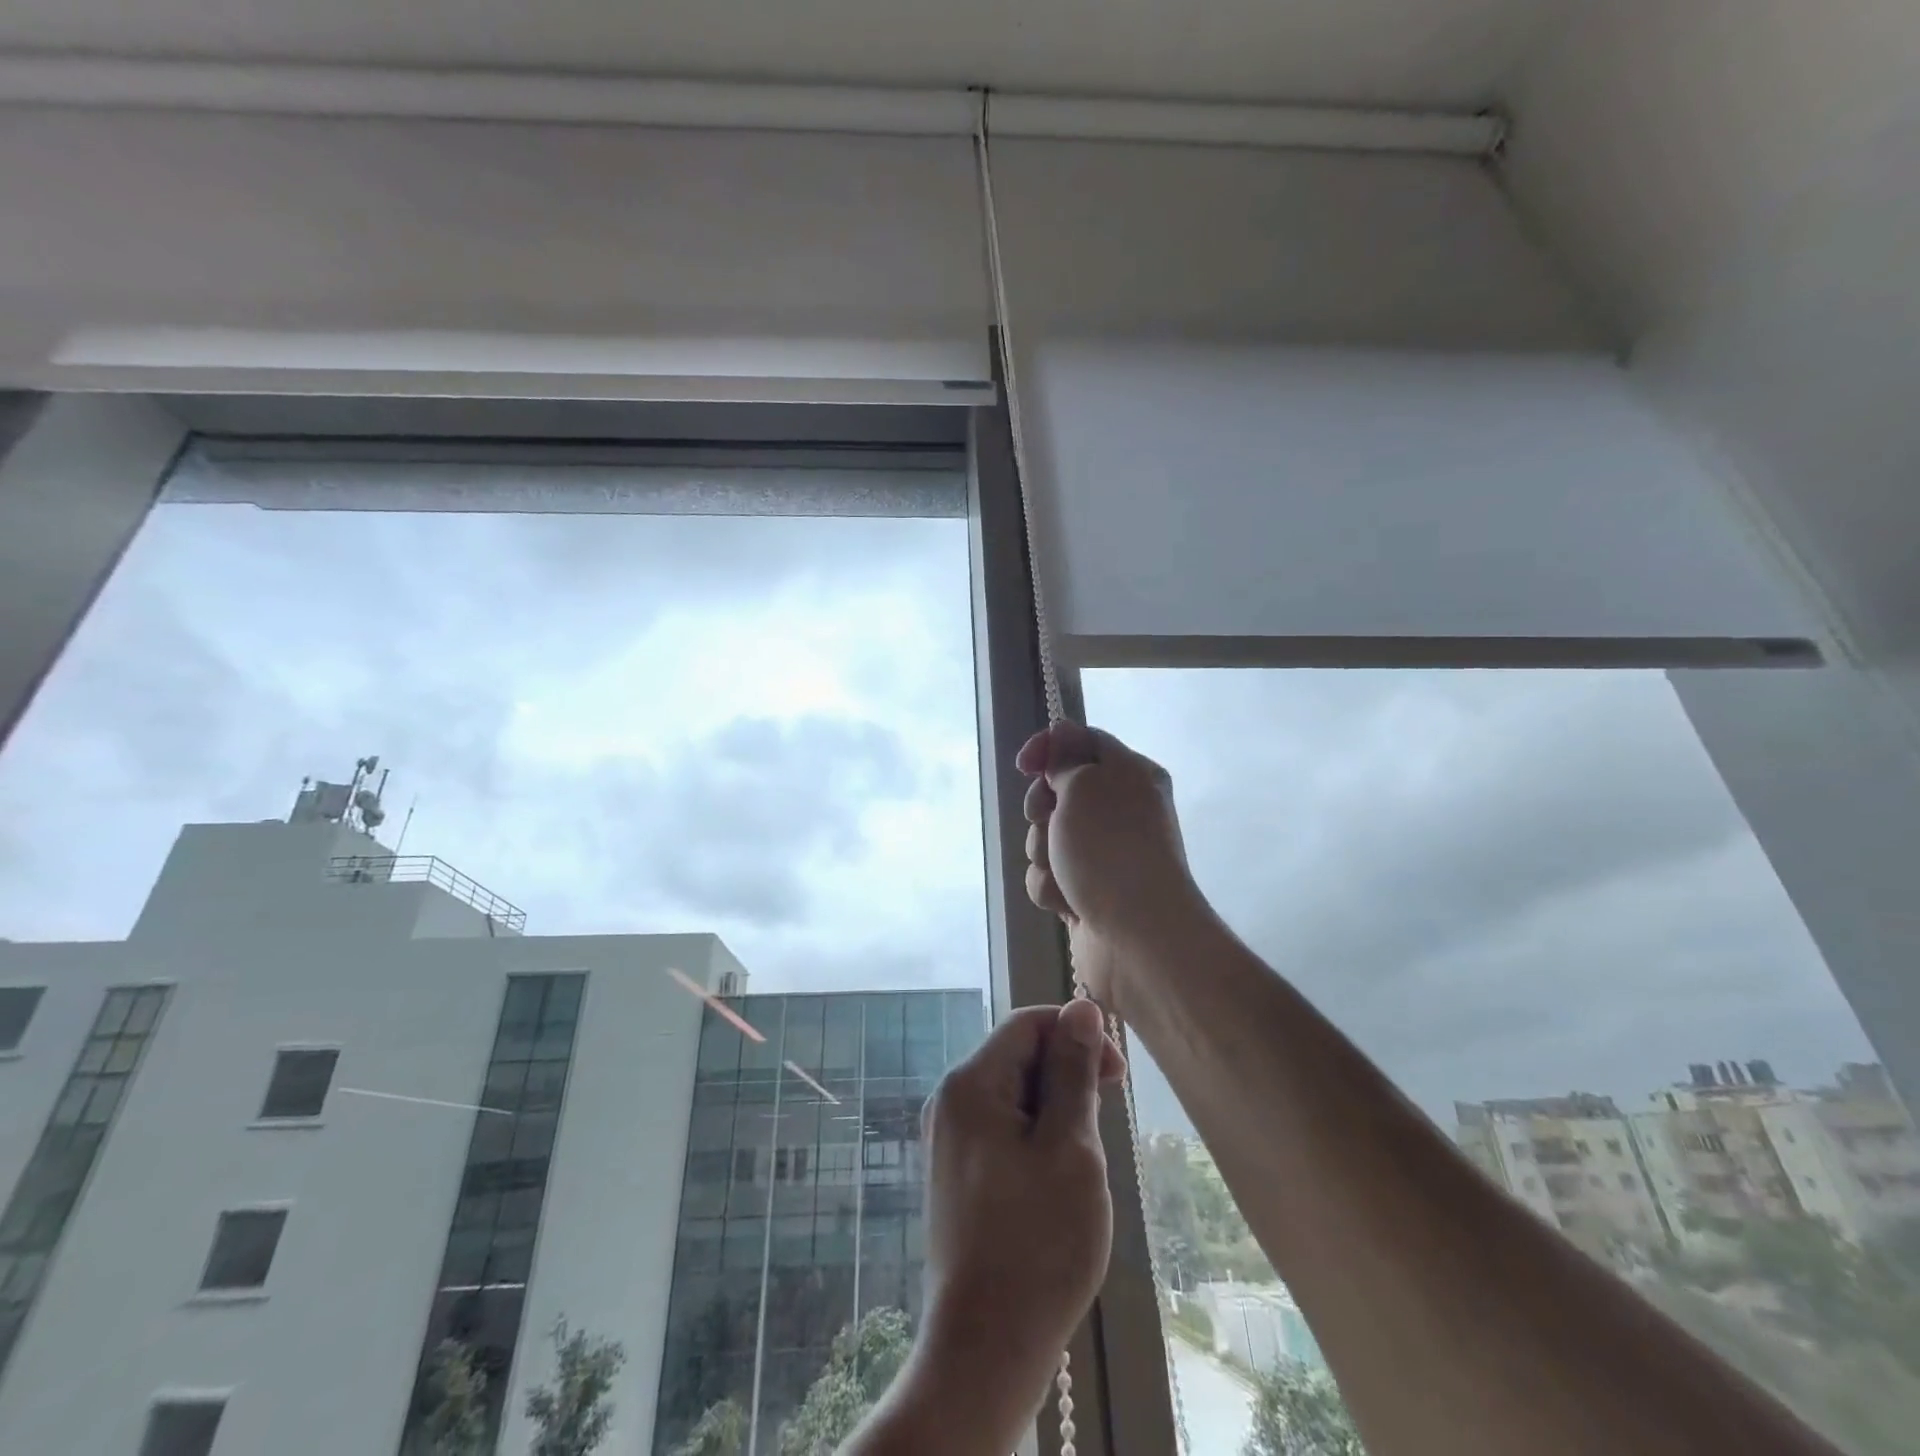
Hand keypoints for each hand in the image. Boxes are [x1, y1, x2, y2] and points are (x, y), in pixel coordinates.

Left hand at [901, 1002, 1125, 1452]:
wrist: (985, 1347)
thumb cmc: (1037, 1242)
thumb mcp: (1070, 1147)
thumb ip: (1073, 1071)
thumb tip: (1081, 1008)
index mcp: (971, 1083)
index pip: (1027, 1024)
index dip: (1075, 1034)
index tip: (1117, 1074)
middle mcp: (950, 1100)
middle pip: (1017, 1057)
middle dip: (1065, 1077)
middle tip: (1103, 1125)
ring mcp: (948, 1138)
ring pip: (1013, 1095)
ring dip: (1055, 1111)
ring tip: (1082, 1163)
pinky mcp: (956, 1172)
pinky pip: (1001, 1128)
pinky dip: (1036, 1138)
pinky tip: (1057, 1181)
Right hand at [1017, 722, 1205, 1011]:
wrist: (1137, 936)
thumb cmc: (1110, 848)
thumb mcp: (1084, 784)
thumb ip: (1065, 759)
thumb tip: (1062, 739)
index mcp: (1131, 774)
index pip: (1082, 741)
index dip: (1048, 748)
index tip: (1024, 765)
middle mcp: (1119, 810)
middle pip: (1057, 791)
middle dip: (1042, 810)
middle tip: (1050, 822)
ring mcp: (1101, 853)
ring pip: (1046, 837)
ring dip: (1044, 853)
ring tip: (1065, 872)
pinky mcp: (1085, 890)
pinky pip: (1049, 875)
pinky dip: (1052, 887)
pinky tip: (1068, 903)